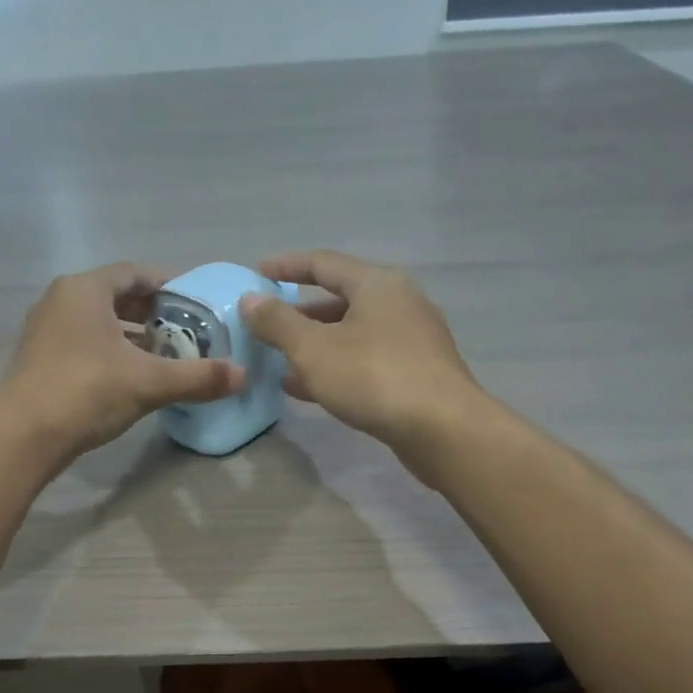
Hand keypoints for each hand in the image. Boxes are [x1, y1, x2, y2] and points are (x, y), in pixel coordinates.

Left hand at [0, 263, 243, 461]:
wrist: (23, 436)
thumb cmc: (86, 392)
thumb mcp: (149, 383)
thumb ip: (198, 377)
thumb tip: (244, 376)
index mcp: (85, 290)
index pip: (135, 273)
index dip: (169, 284)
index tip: (197, 300)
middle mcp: (60, 300)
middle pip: (117, 296)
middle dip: (153, 312)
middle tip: (187, 330)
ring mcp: (46, 330)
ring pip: (99, 322)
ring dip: (132, 334)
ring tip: (165, 353)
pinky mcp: (40, 359)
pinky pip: (84, 342)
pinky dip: (111, 351)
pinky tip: (132, 375)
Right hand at [239, 250, 484, 459]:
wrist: (442, 429)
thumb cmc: (374, 378)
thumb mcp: (314, 349)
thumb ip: (278, 323)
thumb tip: (250, 300)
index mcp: (377, 284)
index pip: (323, 263)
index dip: (287, 267)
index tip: (257, 273)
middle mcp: (399, 303)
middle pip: (340, 299)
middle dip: (300, 314)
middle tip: (268, 326)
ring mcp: (412, 340)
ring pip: (353, 334)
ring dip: (315, 346)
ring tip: (280, 363)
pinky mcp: (417, 373)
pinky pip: (367, 360)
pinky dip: (336, 367)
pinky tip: (310, 389)